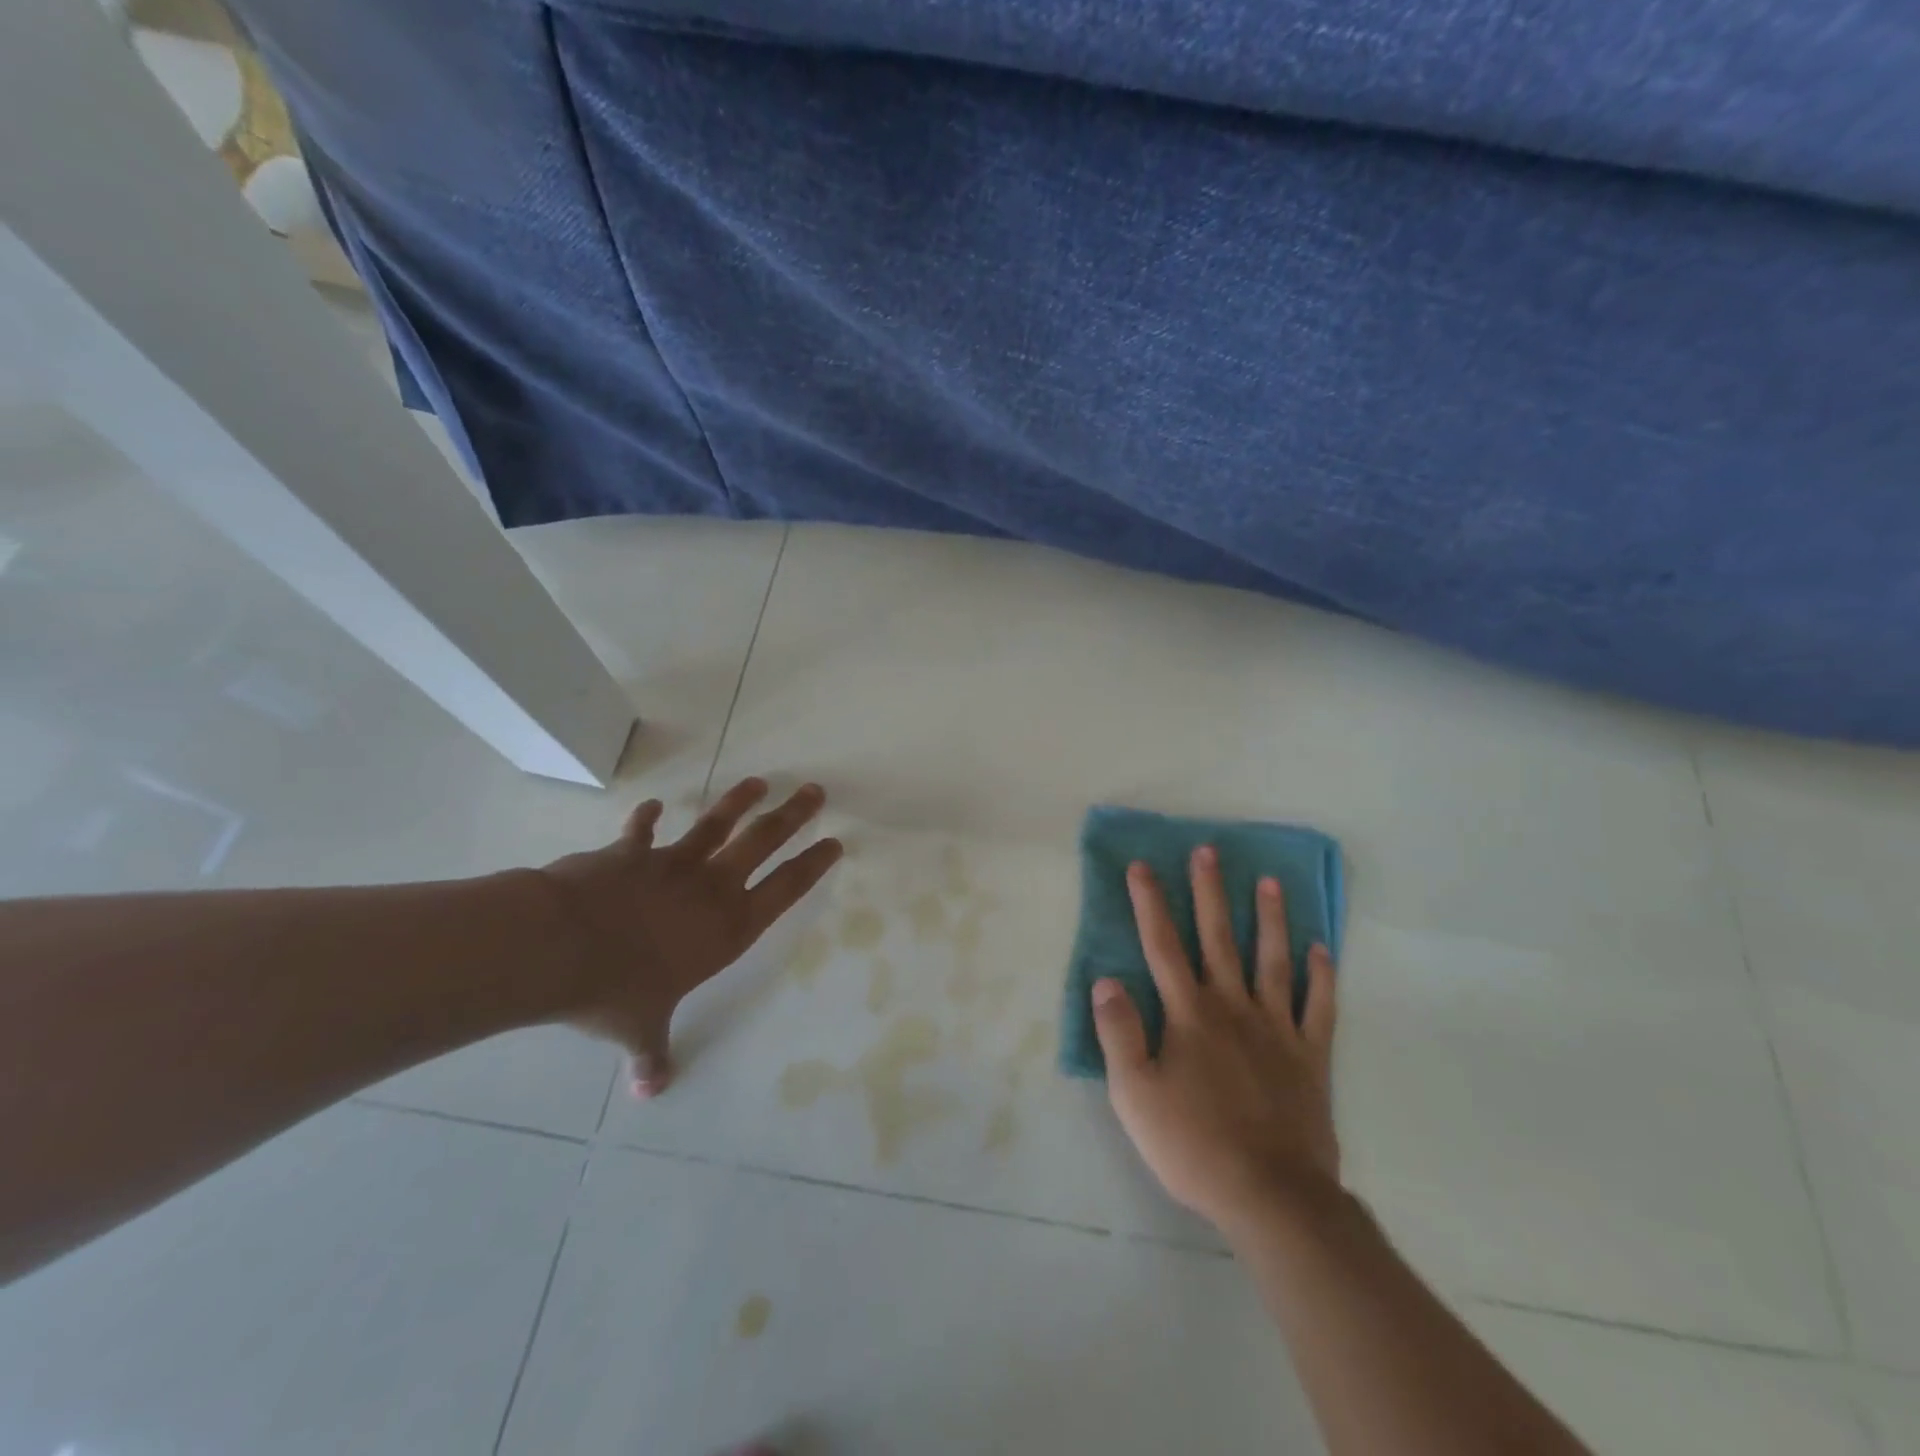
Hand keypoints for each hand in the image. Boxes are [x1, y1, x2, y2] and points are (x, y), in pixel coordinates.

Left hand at [540, 777, 840, 1097]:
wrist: (560, 945)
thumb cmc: (616, 991)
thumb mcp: (639, 1028)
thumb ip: (651, 1054)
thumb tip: (651, 1091)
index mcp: (728, 928)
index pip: (786, 890)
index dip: (813, 865)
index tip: (835, 842)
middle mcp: (710, 888)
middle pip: (762, 842)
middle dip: (792, 815)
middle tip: (815, 791)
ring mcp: (671, 864)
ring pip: (716, 824)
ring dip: (738, 802)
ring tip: (758, 781)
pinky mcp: (630, 853)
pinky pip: (642, 832)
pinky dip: (647, 818)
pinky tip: (653, 805)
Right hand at [1093, 846, 1339, 1237]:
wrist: (1271, 1195)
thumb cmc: (1193, 1143)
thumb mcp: (1135, 1094)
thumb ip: (1119, 1033)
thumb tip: (1105, 980)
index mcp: (1188, 1014)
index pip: (1162, 945)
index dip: (1150, 903)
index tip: (1142, 866)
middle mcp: (1232, 1007)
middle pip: (1218, 938)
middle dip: (1209, 892)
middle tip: (1208, 851)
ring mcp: (1277, 1028)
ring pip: (1272, 960)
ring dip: (1270, 918)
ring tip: (1270, 881)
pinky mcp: (1310, 1056)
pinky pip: (1318, 1007)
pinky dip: (1321, 976)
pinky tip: (1321, 949)